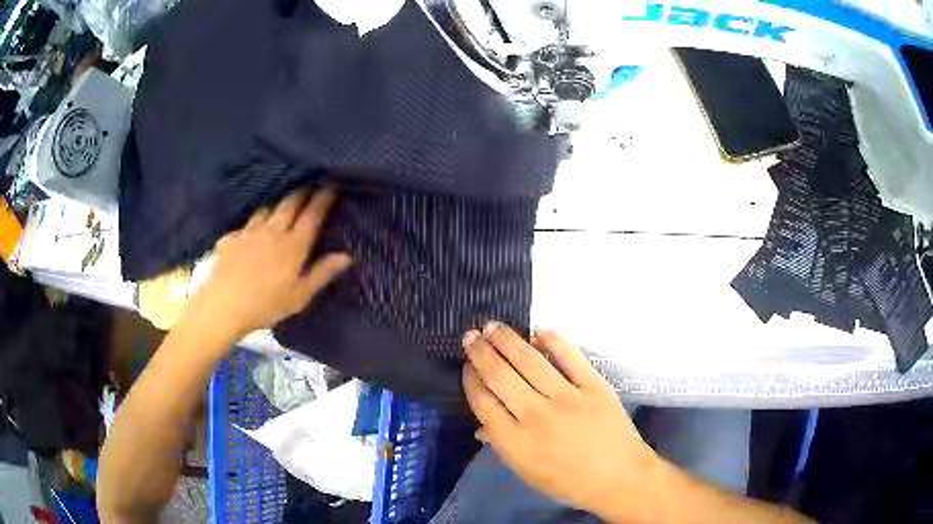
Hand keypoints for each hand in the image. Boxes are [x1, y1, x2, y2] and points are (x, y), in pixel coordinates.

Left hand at [190, 186, 351, 338]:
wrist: (223, 306)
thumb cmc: (265, 305)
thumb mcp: (299, 296)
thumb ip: (322, 273)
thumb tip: (347, 256)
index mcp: (293, 245)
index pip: (312, 215)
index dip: (323, 199)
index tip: (332, 186)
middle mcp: (272, 231)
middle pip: (289, 204)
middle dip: (302, 193)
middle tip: (310, 185)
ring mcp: (249, 232)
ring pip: (267, 209)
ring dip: (277, 205)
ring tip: (281, 205)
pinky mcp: (230, 239)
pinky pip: (245, 225)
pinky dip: (252, 225)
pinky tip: (249, 233)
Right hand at [462, 323, 657, 517]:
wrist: (618, 477)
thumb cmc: (569, 481)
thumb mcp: (528, 472)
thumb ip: (502, 446)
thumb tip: (480, 427)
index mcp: (516, 443)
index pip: (483, 402)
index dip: (471, 380)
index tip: (467, 366)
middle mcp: (536, 416)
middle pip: (500, 376)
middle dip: (481, 353)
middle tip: (471, 335)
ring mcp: (567, 398)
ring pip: (530, 361)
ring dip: (507, 340)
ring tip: (493, 326)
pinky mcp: (593, 386)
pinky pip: (570, 357)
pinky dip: (553, 341)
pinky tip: (538, 331)